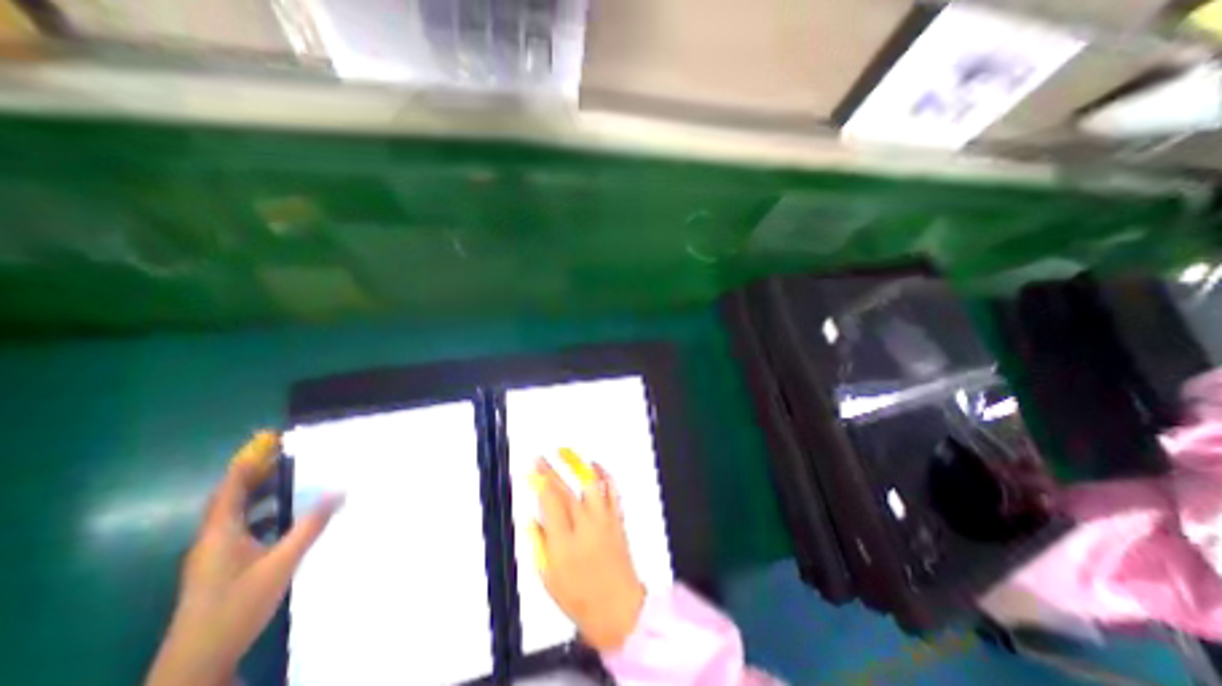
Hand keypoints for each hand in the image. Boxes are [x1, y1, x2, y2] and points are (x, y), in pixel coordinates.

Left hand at [146, 434, 343, 685]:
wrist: (198, 663)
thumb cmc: (237, 607)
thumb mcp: (281, 564)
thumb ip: (310, 526)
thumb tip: (339, 491)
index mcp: (220, 534)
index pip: (231, 489)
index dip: (247, 462)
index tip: (267, 439)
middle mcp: (212, 539)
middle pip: (231, 497)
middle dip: (254, 471)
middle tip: (282, 450)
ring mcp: (214, 555)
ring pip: (236, 512)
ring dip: (257, 491)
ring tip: (286, 474)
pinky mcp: (221, 567)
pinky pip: (242, 526)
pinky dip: (260, 511)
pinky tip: (282, 513)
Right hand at [533, 452, 647, 651]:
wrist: (618, 607)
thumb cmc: (580, 597)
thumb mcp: (549, 578)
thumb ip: (540, 544)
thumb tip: (532, 519)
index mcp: (564, 542)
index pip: (549, 502)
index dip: (539, 482)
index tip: (531, 469)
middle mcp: (585, 525)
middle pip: (566, 489)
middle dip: (551, 470)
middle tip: (542, 457)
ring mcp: (603, 519)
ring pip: (591, 484)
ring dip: (578, 465)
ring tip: (567, 452)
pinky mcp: (617, 518)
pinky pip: (611, 490)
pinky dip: (604, 474)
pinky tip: (596, 465)